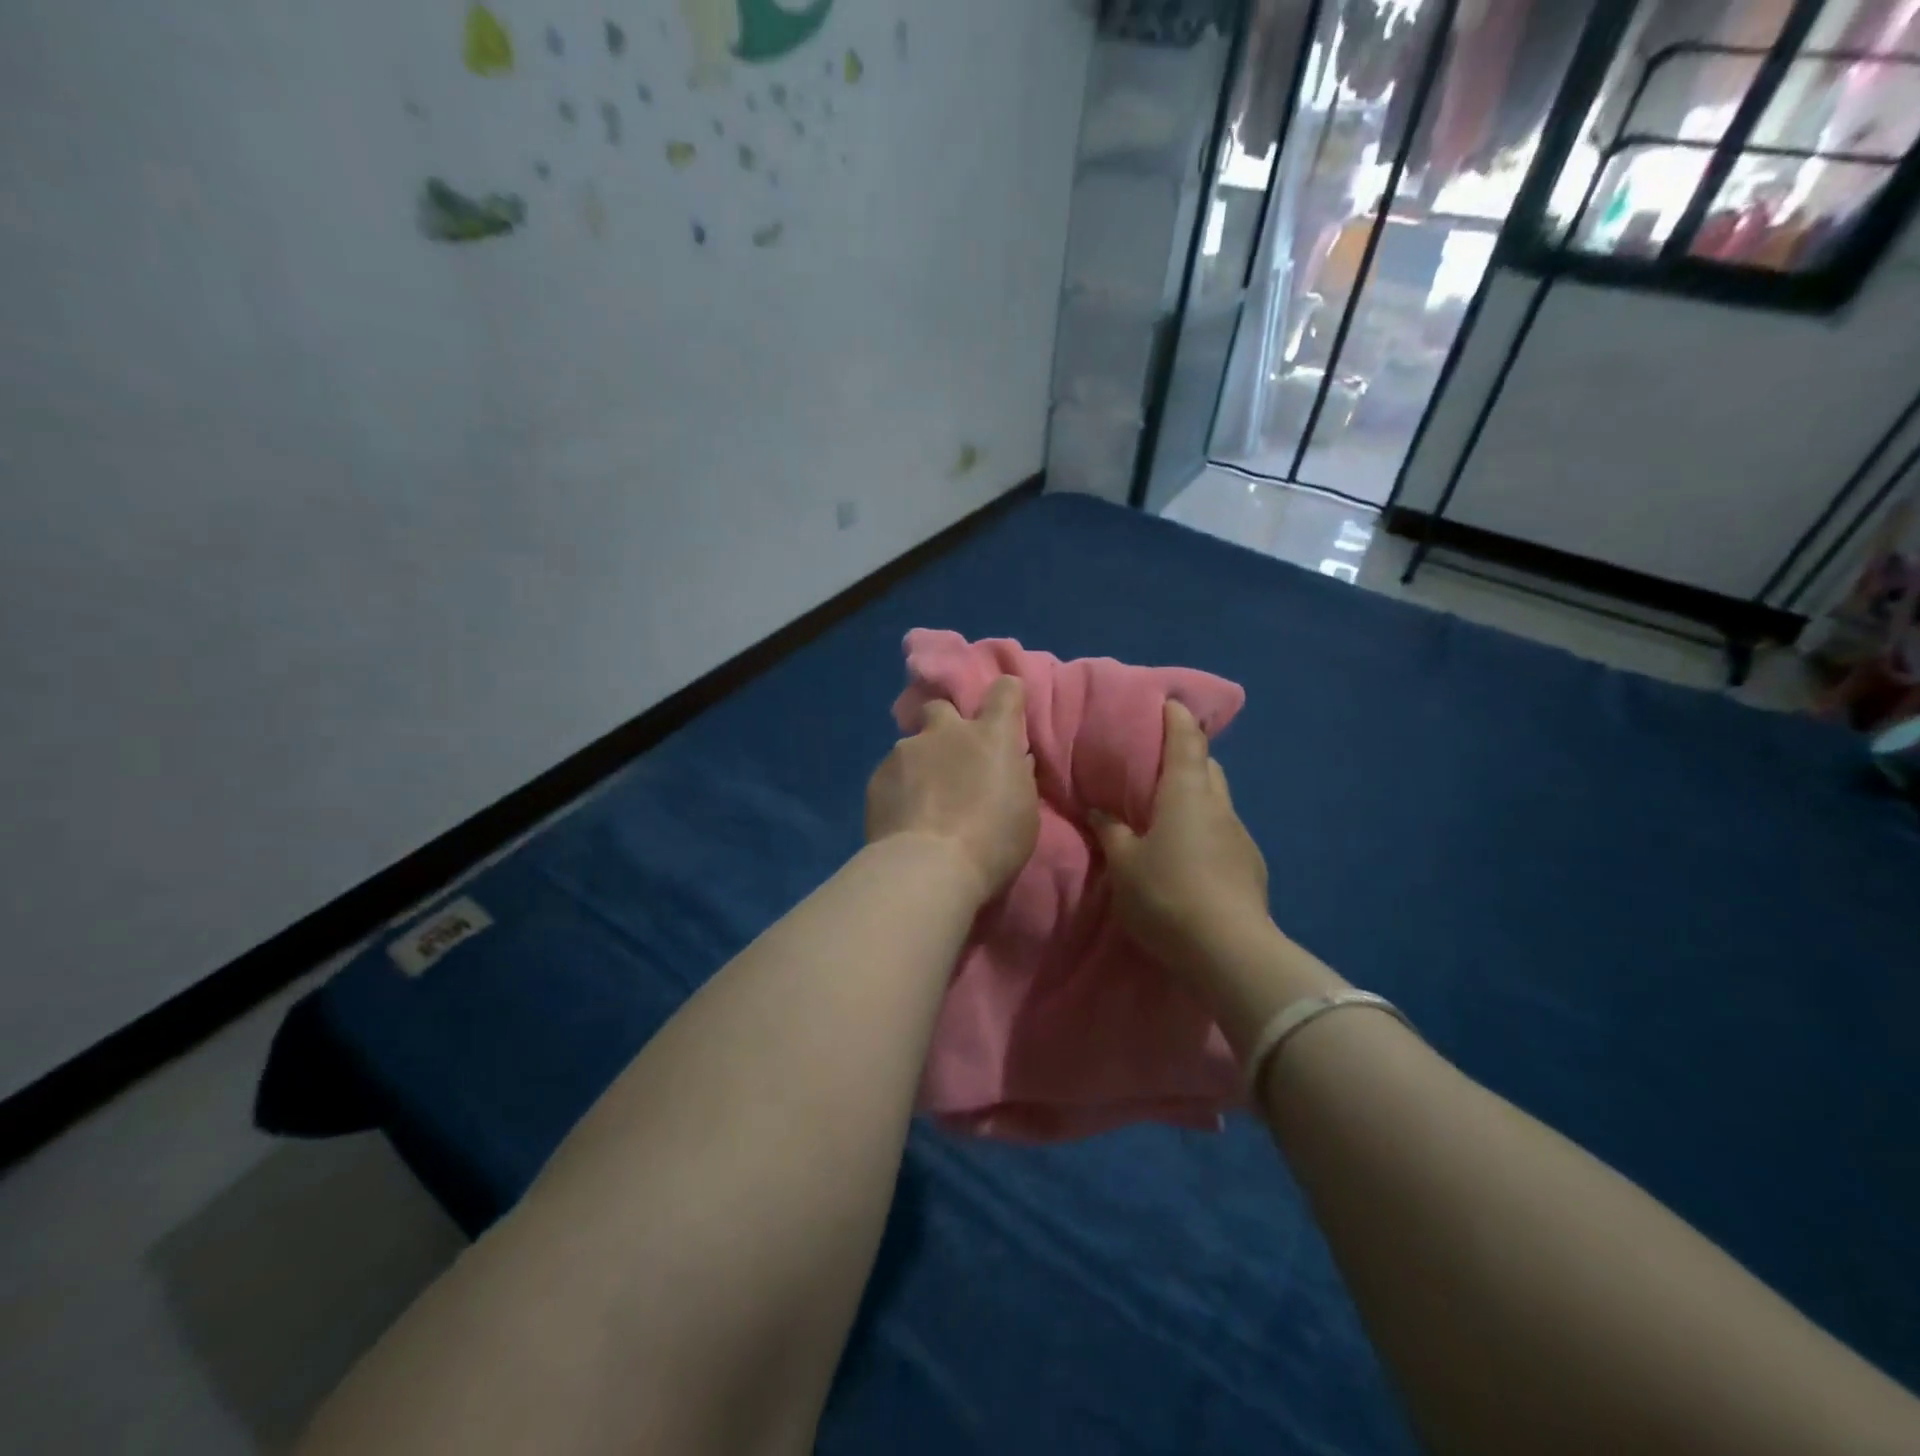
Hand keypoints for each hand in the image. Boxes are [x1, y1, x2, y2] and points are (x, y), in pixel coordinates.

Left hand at [866, 676, 1039, 904]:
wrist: (929, 867)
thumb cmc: (992, 843)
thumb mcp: (1024, 811)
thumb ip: (1015, 776)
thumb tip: (1012, 761)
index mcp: (991, 736)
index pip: (1005, 690)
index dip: (1006, 696)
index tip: (1006, 711)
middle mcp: (946, 732)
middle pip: (940, 707)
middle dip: (944, 726)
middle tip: (949, 759)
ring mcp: (906, 751)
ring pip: (912, 746)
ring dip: (919, 764)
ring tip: (921, 802)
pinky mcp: (877, 776)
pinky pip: (891, 774)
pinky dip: (898, 790)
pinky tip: (902, 818)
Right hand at [1092, 700, 1271, 972]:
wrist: (1229, 951)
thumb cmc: (1167, 895)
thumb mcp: (1124, 865)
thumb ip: (1111, 832)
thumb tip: (1099, 809)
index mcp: (1185, 793)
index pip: (1185, 740)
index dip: (1177, 718)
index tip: (1169, 702)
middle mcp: (1218, 805)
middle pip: (1207, 766)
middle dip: (1186, 757)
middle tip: (1157, 765)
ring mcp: (1240, 836)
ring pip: (1217, 801)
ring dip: (1196, 797)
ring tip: (1169, 813)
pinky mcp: (1251, 866)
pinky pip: (1224, 832)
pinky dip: (1205, 830)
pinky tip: (1190, 856)